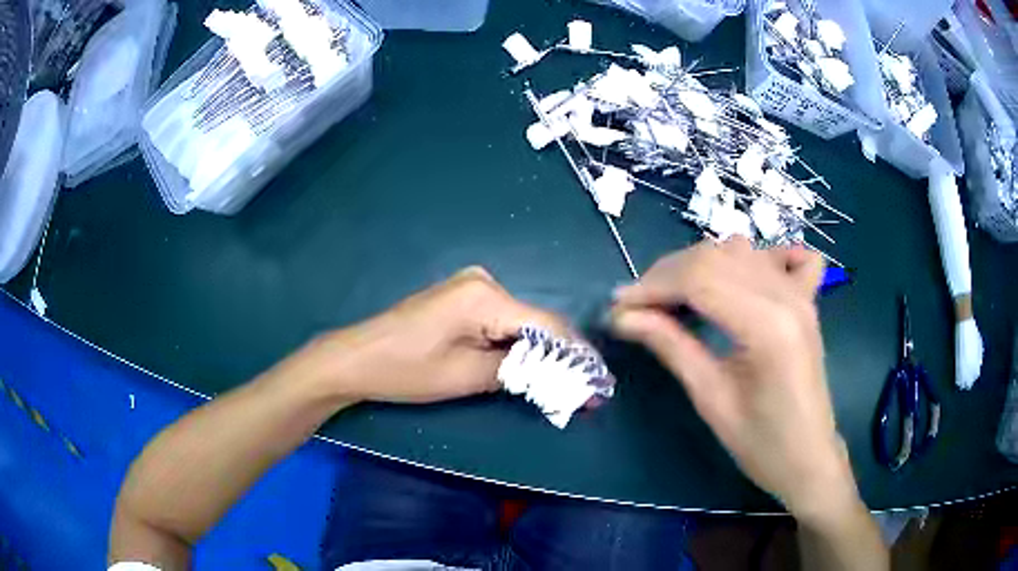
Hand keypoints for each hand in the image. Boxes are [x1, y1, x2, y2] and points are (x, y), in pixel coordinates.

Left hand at [307, 267, 567, 403]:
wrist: (357, 358)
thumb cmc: (406, 370)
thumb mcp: (466, 376)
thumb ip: (518, 371)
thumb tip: (562, 376)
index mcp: (485, 295)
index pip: (547, 324)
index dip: (576, 355)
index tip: (599, 382)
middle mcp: (484, 281)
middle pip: (536, 321)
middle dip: (561, 355)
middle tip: (584, 388)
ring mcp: (471, 287)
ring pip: (521, 321)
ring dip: (540, 351)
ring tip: (564, 381)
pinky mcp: (462, 298)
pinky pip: (502, 320)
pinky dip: (517, 344)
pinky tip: (531, 364)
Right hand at [610, 238, 856, 519]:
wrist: (808, 458)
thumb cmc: (760, 444)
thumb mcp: (711, 399)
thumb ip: (671, 347)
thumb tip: (623, 317)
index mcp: (767, 326)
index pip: (699, 278)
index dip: (652, 287)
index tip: (618, 307)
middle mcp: (786, 295)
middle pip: (715, 256)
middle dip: (667, 274)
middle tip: (637, 307)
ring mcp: (801, 293)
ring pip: (740, 250)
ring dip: (700, 265)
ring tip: (674, 297)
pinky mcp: (807, 299)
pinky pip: (787, 256)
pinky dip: (760, 256)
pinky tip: (742, 278)